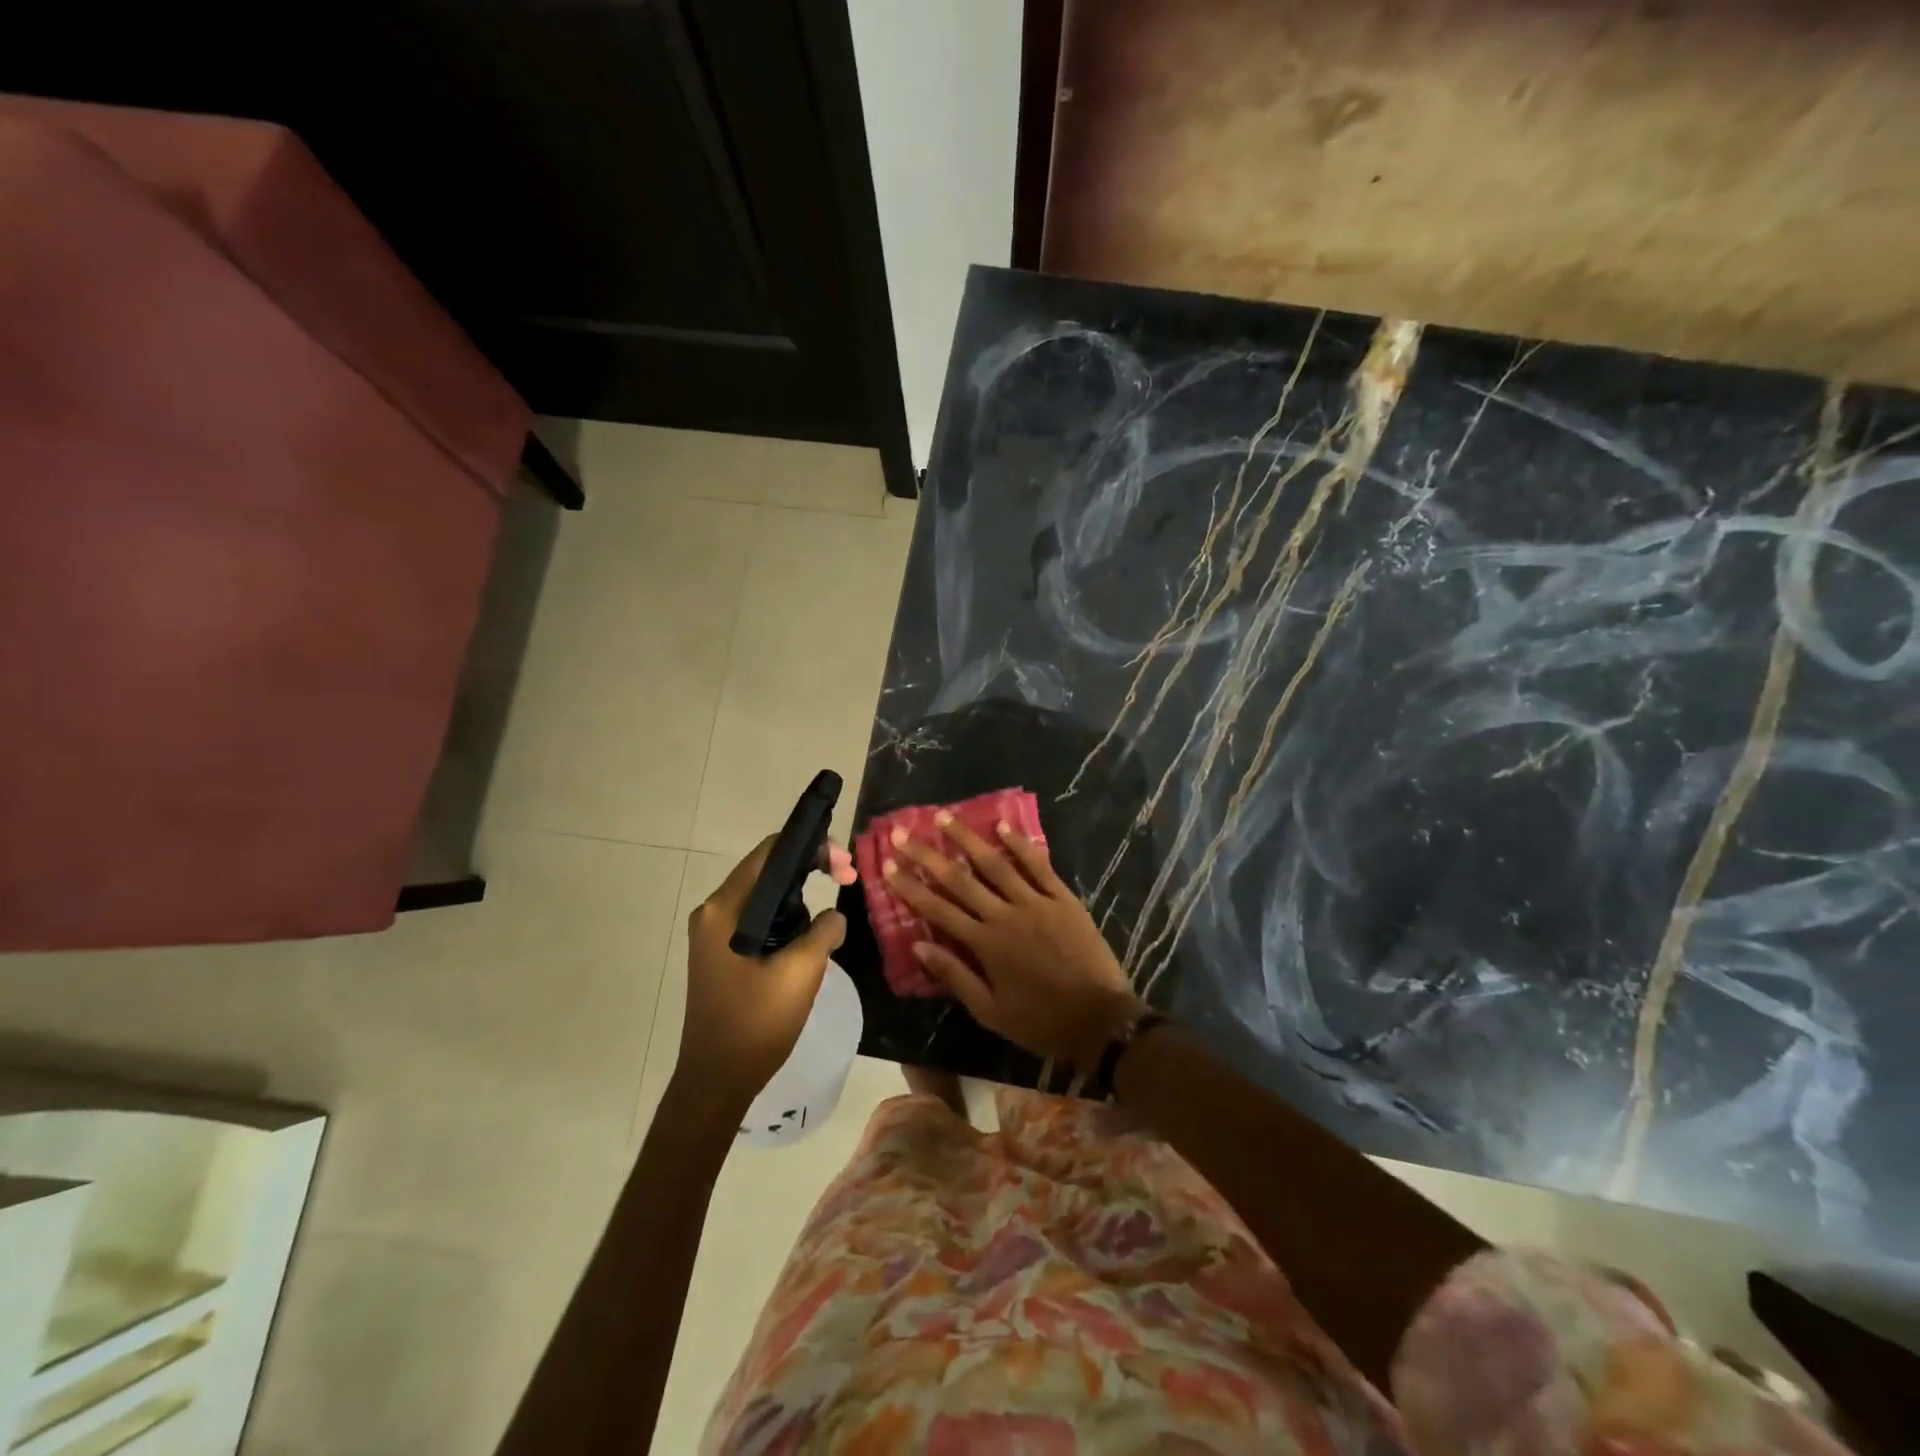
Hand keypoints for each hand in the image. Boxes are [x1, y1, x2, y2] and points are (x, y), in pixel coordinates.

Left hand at [678, 836, 855, 1116]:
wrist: (716, 1081)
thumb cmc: (756, 1023)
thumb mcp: (801, 972)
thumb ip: (823, 931)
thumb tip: (833, 915)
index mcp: (725, 909)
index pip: (770, 852)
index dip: (811, 847)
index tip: (844, 866)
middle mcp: (714, 912)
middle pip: (767, 869)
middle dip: (810, 867)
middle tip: (848, 878)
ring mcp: (714, 934)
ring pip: (765, 895)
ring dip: (801, 894)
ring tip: (834, 903)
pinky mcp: (721, 953)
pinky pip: (758, 918)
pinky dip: (786, 916)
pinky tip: (809, 932)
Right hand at [883, 814, 1142, 1070]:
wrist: (1100, 1020)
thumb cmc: (1041, 1021)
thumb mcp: (990, 1011)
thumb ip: (955, 975)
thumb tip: (918, 945)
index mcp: (985, 944)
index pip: (938, 909)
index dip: (911, 886)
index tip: (888, 865)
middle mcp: (1005, 915)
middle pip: (960, 879)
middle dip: (929, 855)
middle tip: (905, 833)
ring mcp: (1036, 902)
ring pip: (996, 863)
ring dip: (968, 839)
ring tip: (946, 816)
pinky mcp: (1063, 898)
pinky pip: (1039, 865)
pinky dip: (1020, 844)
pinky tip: (1003, 825)